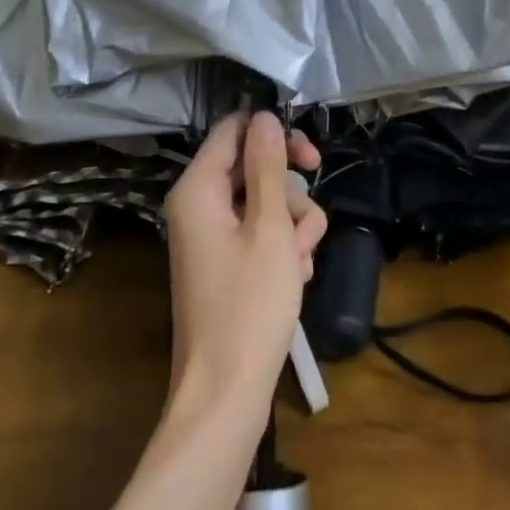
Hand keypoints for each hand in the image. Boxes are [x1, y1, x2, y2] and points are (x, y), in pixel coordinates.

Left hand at [164, 112, 325, 427]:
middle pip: (253, 167)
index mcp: (198, 189)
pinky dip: (283, 248)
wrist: (226, 392)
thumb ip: (268, 167)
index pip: (233, 130)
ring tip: (299, 262)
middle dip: (289, 192)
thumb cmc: (249, 305)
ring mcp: (214, 236)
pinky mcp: (228, 263)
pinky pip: (261, 233)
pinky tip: (294, 277)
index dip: (273, 134)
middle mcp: (200, 205)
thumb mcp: (269, 228)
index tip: (311, 156)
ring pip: (266, 202)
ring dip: (293, 225)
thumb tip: (264, 116)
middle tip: (309, 217)